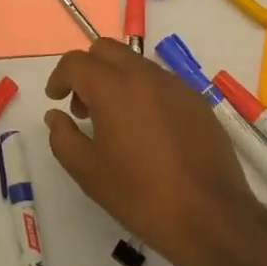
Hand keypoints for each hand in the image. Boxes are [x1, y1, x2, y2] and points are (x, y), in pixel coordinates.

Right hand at [44, 41, 263, 265]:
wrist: (211, 216)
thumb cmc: (141, 195)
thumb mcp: (89, 172)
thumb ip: (63, 138)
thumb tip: (56, 116)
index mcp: (113, 86)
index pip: (76, 62)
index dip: (60, 77)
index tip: (55, 99)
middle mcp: (144, 74)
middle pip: (106, 50)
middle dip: (88, 70)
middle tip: (83, 107)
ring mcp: (175, 84)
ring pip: (135, 63)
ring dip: (116, 79)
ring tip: (115, 122)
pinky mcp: (196, 99)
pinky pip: (161, 82)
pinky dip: (144, 92)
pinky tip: (147, 131)